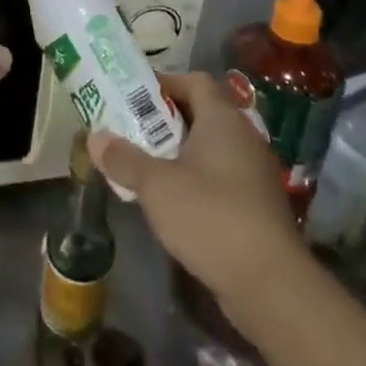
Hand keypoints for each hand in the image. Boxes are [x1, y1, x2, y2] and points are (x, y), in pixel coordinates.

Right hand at [89, 72, 301, 313]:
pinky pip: (220, 177)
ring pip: (210, 148)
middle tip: (130, 131)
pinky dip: (196, 180)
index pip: (194, 80)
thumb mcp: (156, 185)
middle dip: (164, 120)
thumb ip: (124, 158)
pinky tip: (172, 202)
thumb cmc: (210, 217)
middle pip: (201, 113)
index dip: (163, 83)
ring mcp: (254, 172)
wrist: (271, 286)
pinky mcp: (257, 206)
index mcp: (222, 119)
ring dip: (178, 153)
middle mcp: (243, 137)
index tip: (132, 97)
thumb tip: (94, 136)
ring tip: (144, 166)